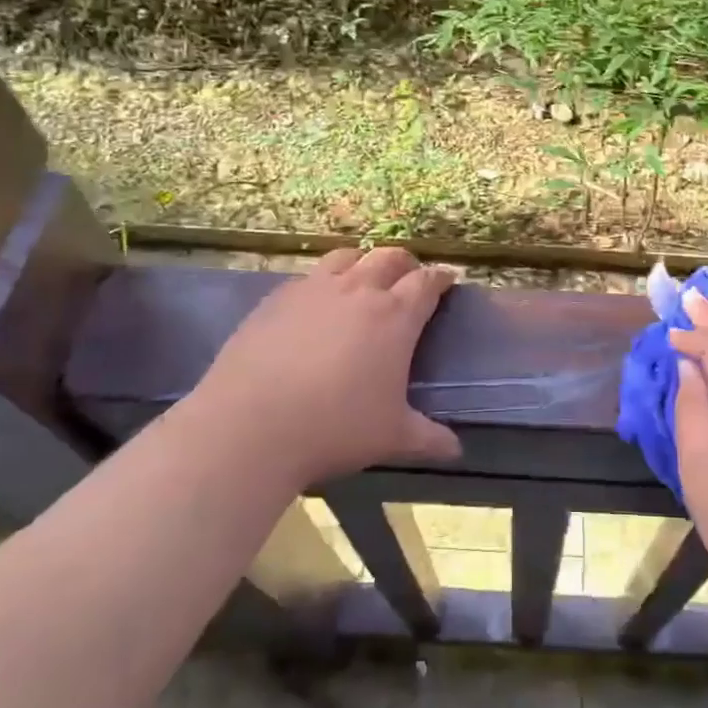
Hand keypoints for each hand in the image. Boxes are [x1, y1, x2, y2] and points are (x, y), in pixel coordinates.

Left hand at [183, 247, 461, 490]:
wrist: (250, 426)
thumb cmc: (335, 428)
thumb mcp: (392, 438)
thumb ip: (429, 439)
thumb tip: (456, 450)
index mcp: (395, 316)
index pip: (427, 283)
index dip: (441, 278)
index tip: (448, 280)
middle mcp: (357, 290)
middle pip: (389, 258)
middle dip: (406, 264)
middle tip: (409, 279)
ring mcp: (313, 289)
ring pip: (347, 257)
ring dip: (363, 262)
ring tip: (363, 279)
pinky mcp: (276, 298)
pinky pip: (308, 277)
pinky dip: (323, 281)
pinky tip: (315, 305)